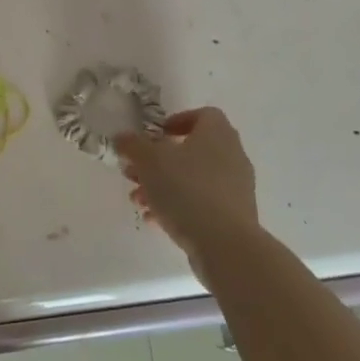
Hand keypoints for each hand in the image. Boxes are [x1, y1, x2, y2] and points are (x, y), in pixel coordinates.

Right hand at [114, 108, 259, 282]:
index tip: (155, 136)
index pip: (203, 115)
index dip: (177, 121)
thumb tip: (123, 138)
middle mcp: (232, 155)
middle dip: (159, 161)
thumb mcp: (149, 161)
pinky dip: (179, 207)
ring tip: (139, 201)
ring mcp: (236, 188)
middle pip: (192, 150)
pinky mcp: (235, 216)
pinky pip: (202, 203)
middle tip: (135, 172)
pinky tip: (155, 221)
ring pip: (193, 178)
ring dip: (163, 186)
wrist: (225, 245)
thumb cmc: (187, 189)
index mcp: (217, 133)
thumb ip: (133, 145)